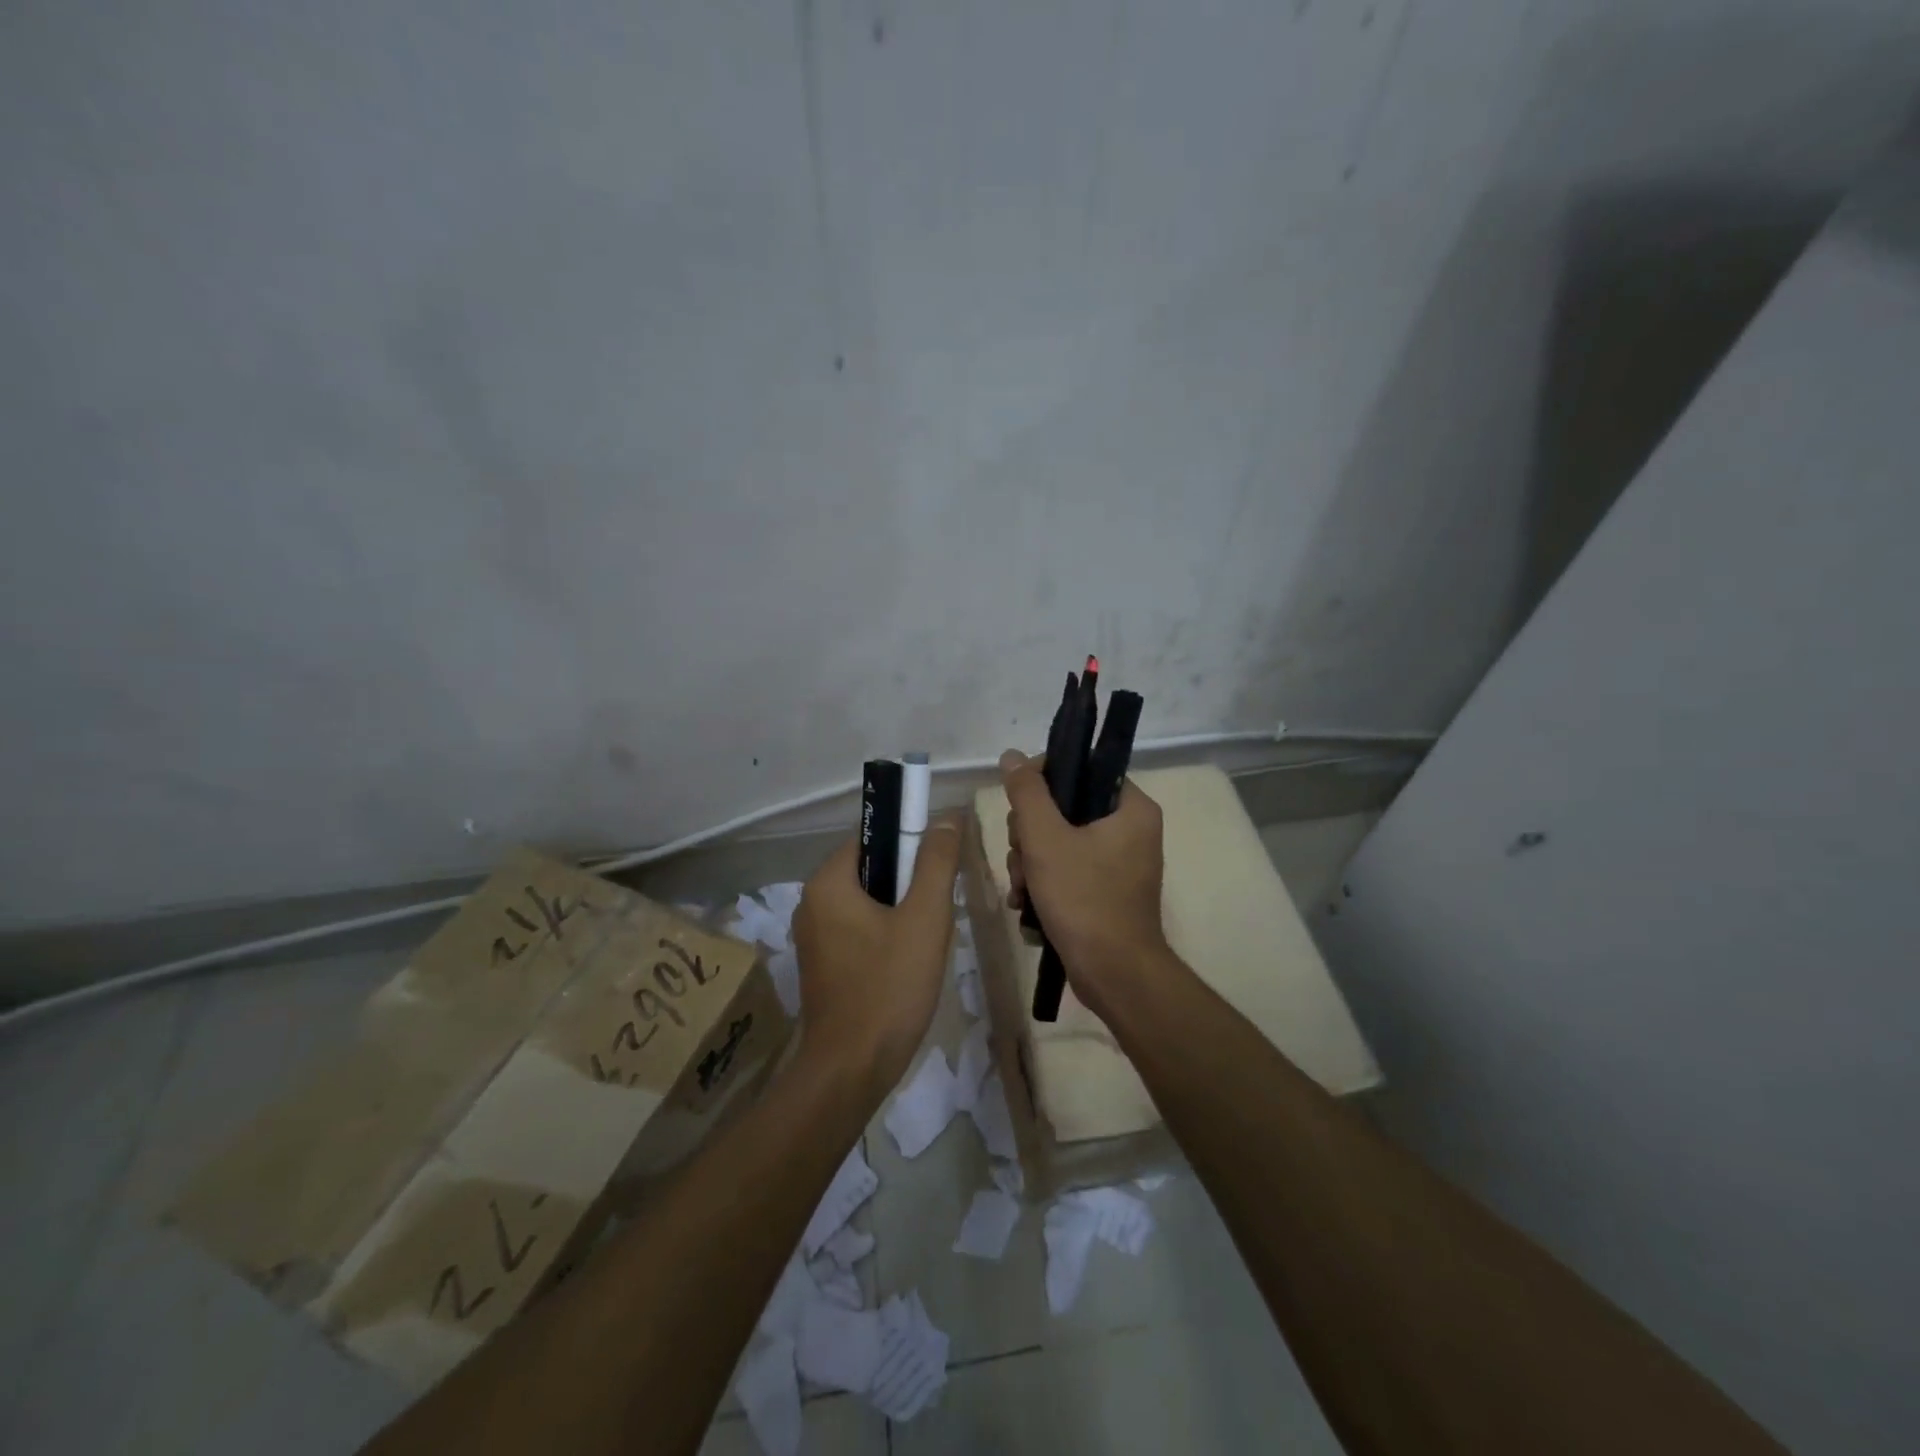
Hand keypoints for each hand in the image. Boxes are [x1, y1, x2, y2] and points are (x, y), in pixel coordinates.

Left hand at [792, 818, 961, 1093]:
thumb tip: (945, 817)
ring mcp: (813, 936)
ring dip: (900, 911)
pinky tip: (908, 962)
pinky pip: (858, 930)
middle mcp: (811, 902)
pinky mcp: (821, 964)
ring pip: (867, 902)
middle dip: (908, 883)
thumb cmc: (889, 987)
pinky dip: (885, 934)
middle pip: (870, 869)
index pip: (872, 837)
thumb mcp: (924, 918)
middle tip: (938, 910)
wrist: (851, 1070)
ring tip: (927, 938)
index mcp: (827, 882)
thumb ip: (935, 863)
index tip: (939, 868)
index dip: (909, 843)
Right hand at [999, 749, 1168, 1019]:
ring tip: (1023, 891)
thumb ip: (1027, 793)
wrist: (1114, 975)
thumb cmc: (1084, 899)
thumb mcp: (1046, 839)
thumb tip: (1012, 756)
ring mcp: (1119, 862)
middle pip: (1063, 808)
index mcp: (1131, 807)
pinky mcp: (1106, 890)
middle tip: (1022, 860)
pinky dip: (1044, 883)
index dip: (1039, 784)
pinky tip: (1027, 905)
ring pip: (1058, 841)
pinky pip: (1067, 869)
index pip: (1078, 770)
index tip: (1019, 811)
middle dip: (1030, 836)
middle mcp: (1130, 829)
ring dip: (1030, 863)